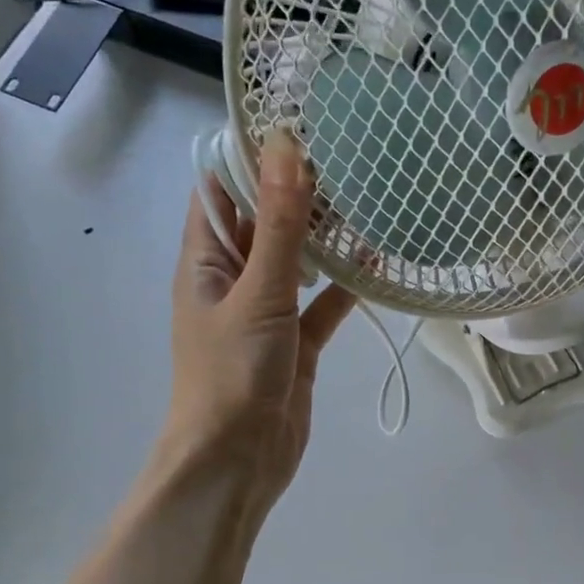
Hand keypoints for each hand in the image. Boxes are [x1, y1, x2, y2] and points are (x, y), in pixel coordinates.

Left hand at [158, 127, 357, 514]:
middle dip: (298, 191)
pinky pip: (322, 303)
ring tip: (368, 196)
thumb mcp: (258, 292)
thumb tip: (286, 147)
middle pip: (263, 222)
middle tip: (350, 154)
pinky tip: (378, 262)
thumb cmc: (233, 373)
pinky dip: (344, 285)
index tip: (298, 122)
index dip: (252, 155)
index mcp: (206, 260)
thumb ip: (277, 224)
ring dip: (325, 236)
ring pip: (297, 261)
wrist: (238, 462)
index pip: (222, 190)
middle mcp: (233, 278)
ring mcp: (265, 311)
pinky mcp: (295, 343)